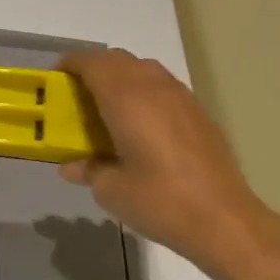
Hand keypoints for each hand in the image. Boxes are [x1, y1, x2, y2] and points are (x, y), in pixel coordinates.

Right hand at [60, 48, 274, 279]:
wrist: (223, 219)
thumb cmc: (159, 202)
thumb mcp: (111, 190)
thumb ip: (89, 170)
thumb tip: (72, 166)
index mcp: (126, 99)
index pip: (93, 62)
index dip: (70, 64)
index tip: (55, 80)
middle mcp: (154, 87)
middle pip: (118, 59)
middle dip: (94, 69)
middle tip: (77, 96)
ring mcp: (182, 97)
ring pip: (144, 69)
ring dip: (121, 78)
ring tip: (107, 109)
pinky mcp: (199, 113)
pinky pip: (163, 87)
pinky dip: (143, 92)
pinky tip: (140, 125)